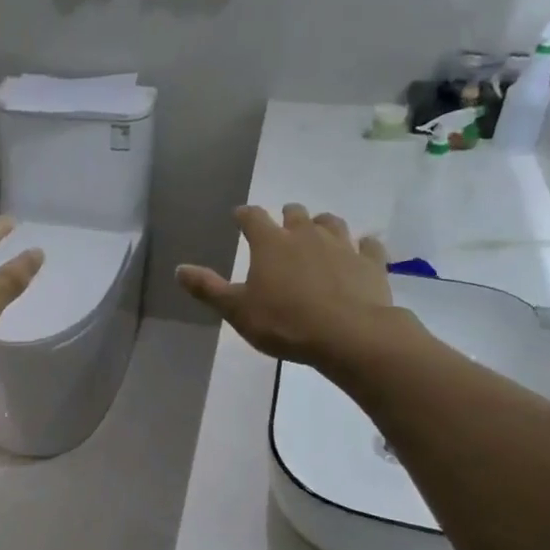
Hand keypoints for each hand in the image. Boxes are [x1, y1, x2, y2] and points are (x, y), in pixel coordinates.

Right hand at [177, 204, 408, 367]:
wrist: (349, 335)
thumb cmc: (284, 322)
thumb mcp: (237, 310)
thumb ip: (208, 288)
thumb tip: (179, 269)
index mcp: (270, 243)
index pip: (252, 218)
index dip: (244, 216)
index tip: (239, 217)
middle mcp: (306, 235)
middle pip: (295, 214)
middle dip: (286, 217)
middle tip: (282, 228)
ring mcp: (342, 246)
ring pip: (331, 223)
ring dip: (322, 225)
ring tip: (318, 235)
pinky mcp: (371, 263)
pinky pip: (368, 246)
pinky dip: (362, 246)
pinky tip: (361, 251)